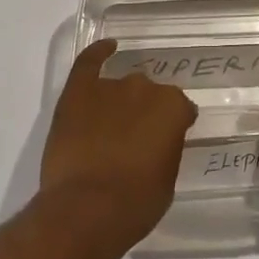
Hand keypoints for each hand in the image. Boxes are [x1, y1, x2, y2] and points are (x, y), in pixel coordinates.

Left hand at [39, 41, 196, 253]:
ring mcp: (110, 86)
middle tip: (137, 139)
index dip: (174, 126)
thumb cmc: (135, 204)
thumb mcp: (166, 181)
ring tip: (114, 124)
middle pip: (149, 95)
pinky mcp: (78, 91)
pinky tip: (107, 48)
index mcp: (173, 108)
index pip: (180, 109)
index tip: (169, 140)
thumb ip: (166, 150)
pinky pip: (90, 62)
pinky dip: (98, 53)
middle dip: (145, 114)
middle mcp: (145, 88)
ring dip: (121, 102)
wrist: (86, 211)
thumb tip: (158, 142)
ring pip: (122, 87)